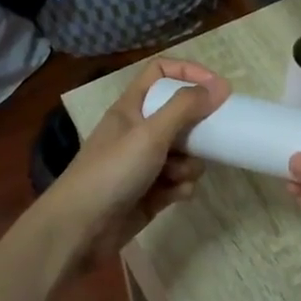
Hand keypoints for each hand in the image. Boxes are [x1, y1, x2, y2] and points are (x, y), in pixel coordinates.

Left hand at [43, 59, 229, 262]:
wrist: (81, 228)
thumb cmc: (112, 171)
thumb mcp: (150, 133)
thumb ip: (185, 108)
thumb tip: (219, 86)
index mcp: (132, 107)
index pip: (161, 72)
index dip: (189, 72)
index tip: (217, 88)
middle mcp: (139, 131)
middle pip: (180, 115)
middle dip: (197, 130)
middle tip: (211, 138)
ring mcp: (145, 163)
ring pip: (185, 152)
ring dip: (189, 164)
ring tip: (175, 176)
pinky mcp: (152, 192)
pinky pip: (179, 181)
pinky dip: (180, 187)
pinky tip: (172, 196)